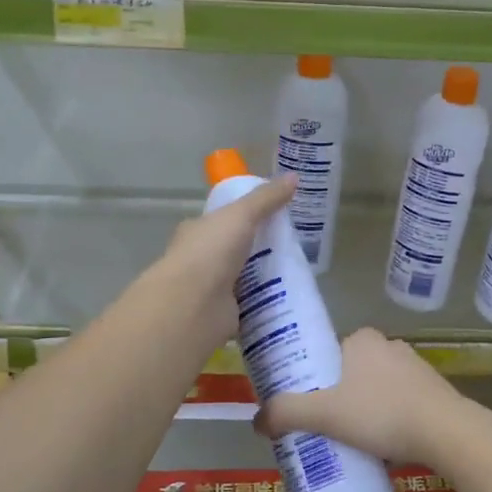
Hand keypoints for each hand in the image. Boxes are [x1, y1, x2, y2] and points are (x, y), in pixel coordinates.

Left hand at [147, 174, 295, 344]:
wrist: (194, 304)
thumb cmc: (211, 251)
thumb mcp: (242, 214)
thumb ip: (266, 198)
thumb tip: (293, 177)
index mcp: (197, 232)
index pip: (221, 221)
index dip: (243, 218)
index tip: (271, 219)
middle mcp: (200, 260)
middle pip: (234, 251)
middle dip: (259, 250)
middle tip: (292, 248)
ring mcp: (210, 289)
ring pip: (243, 279)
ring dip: (264, 278)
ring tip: (298, 274)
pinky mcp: (223, 314)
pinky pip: (249, 305)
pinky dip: (264, 303)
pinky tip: (288, 300)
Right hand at [253, 329, 471, 465]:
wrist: (447, 433)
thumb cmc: (381, 414)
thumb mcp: (325, 414)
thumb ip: (286, 413)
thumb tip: (256, 422)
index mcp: (361, 339)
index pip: (325, 354)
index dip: (310, 379)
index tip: (304, 407)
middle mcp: (388, 345)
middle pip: (348, 373)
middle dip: (336, 398)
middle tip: (323, 428)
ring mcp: (415, 367)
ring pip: (374, 389)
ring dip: (362, 410)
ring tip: (350, 441)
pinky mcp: (433, 390)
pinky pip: (398, 402)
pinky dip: (386, 419)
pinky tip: (382, 444)